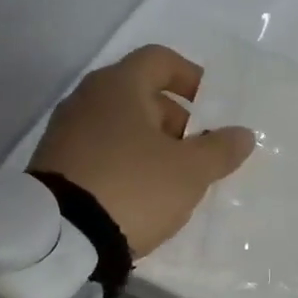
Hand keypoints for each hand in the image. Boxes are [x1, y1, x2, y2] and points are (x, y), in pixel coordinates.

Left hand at [30, 45, 254, 256]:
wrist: (60, 237)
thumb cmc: (134, 187)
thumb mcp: (190, 171)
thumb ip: (220, 149)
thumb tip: (242, 134)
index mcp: (119, 86)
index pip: (159, 60)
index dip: (191, 77)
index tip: (212, 105)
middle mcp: (87, 99)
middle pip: (140, 95)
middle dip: (175, 120)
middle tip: (197, 152)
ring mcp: (65, 132)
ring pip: (121, 125)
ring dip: (152, 144)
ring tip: (173, 180)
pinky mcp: (55, 164)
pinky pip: (102, 151)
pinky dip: (126, 162)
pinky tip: (141, 195)